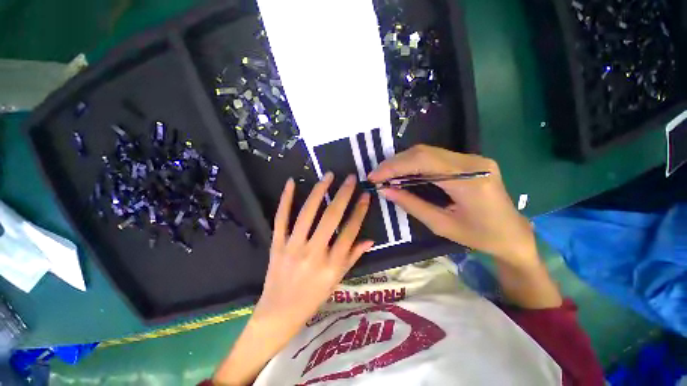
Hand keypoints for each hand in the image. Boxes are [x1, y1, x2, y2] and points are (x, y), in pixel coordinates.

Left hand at [253, 172, 372, 327]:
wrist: (279, 313)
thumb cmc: (313, 298)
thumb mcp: (338, 280)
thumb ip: (353, 257)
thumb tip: (370, 240)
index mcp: (332, 265)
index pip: (350, 231)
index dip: (360, 211)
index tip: (365, 194)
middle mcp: (314, 253)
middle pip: (331, 217)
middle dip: (344, 194)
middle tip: (351, 178)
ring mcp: (293, 247)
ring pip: (308, 213)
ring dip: (319, 191)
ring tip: (329, 175)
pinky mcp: (276, 245)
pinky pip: (281, 218)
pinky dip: (286, 199)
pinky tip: (291, 182)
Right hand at [368, 145, 535, 267]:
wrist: (513, 234)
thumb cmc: (480, 236)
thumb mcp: (441, 225)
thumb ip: (411, 204)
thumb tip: (385, 191)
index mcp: (469, 180)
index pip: (423, 162)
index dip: (394, 167)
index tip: (374, 177)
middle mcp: (472, 162)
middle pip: (423, 152)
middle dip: (395, 163)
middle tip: (376, 176)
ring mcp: (473, 158)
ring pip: (427, 152)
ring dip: (402, 162)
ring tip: (385, 175)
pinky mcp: (470, 161)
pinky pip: (435, 157)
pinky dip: (414, 164)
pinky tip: (402, 173)